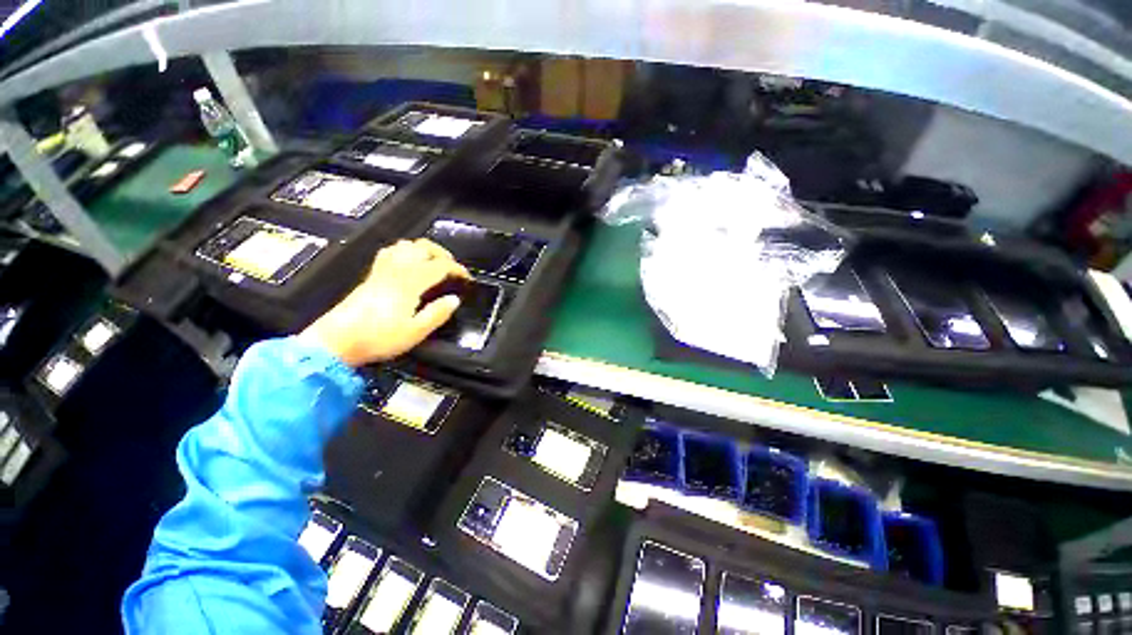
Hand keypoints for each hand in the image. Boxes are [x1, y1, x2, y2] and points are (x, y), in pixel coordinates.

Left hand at [298, 239, 469, 366]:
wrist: (336, 340)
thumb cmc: (379, 338)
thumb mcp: (415, 332)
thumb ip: (437, 314)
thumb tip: (454, 300)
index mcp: (410, 282)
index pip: (439, 266)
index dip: (457, 269)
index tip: (466, 278)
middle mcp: (397, 270)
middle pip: (422, 247)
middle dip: (442, 253)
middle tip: (452, 268)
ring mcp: (382, 270)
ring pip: (405, 245)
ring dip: (423, 250)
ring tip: (433, 263)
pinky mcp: (372, 275)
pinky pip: (389, 252)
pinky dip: (404, 252)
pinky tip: (407, 264)